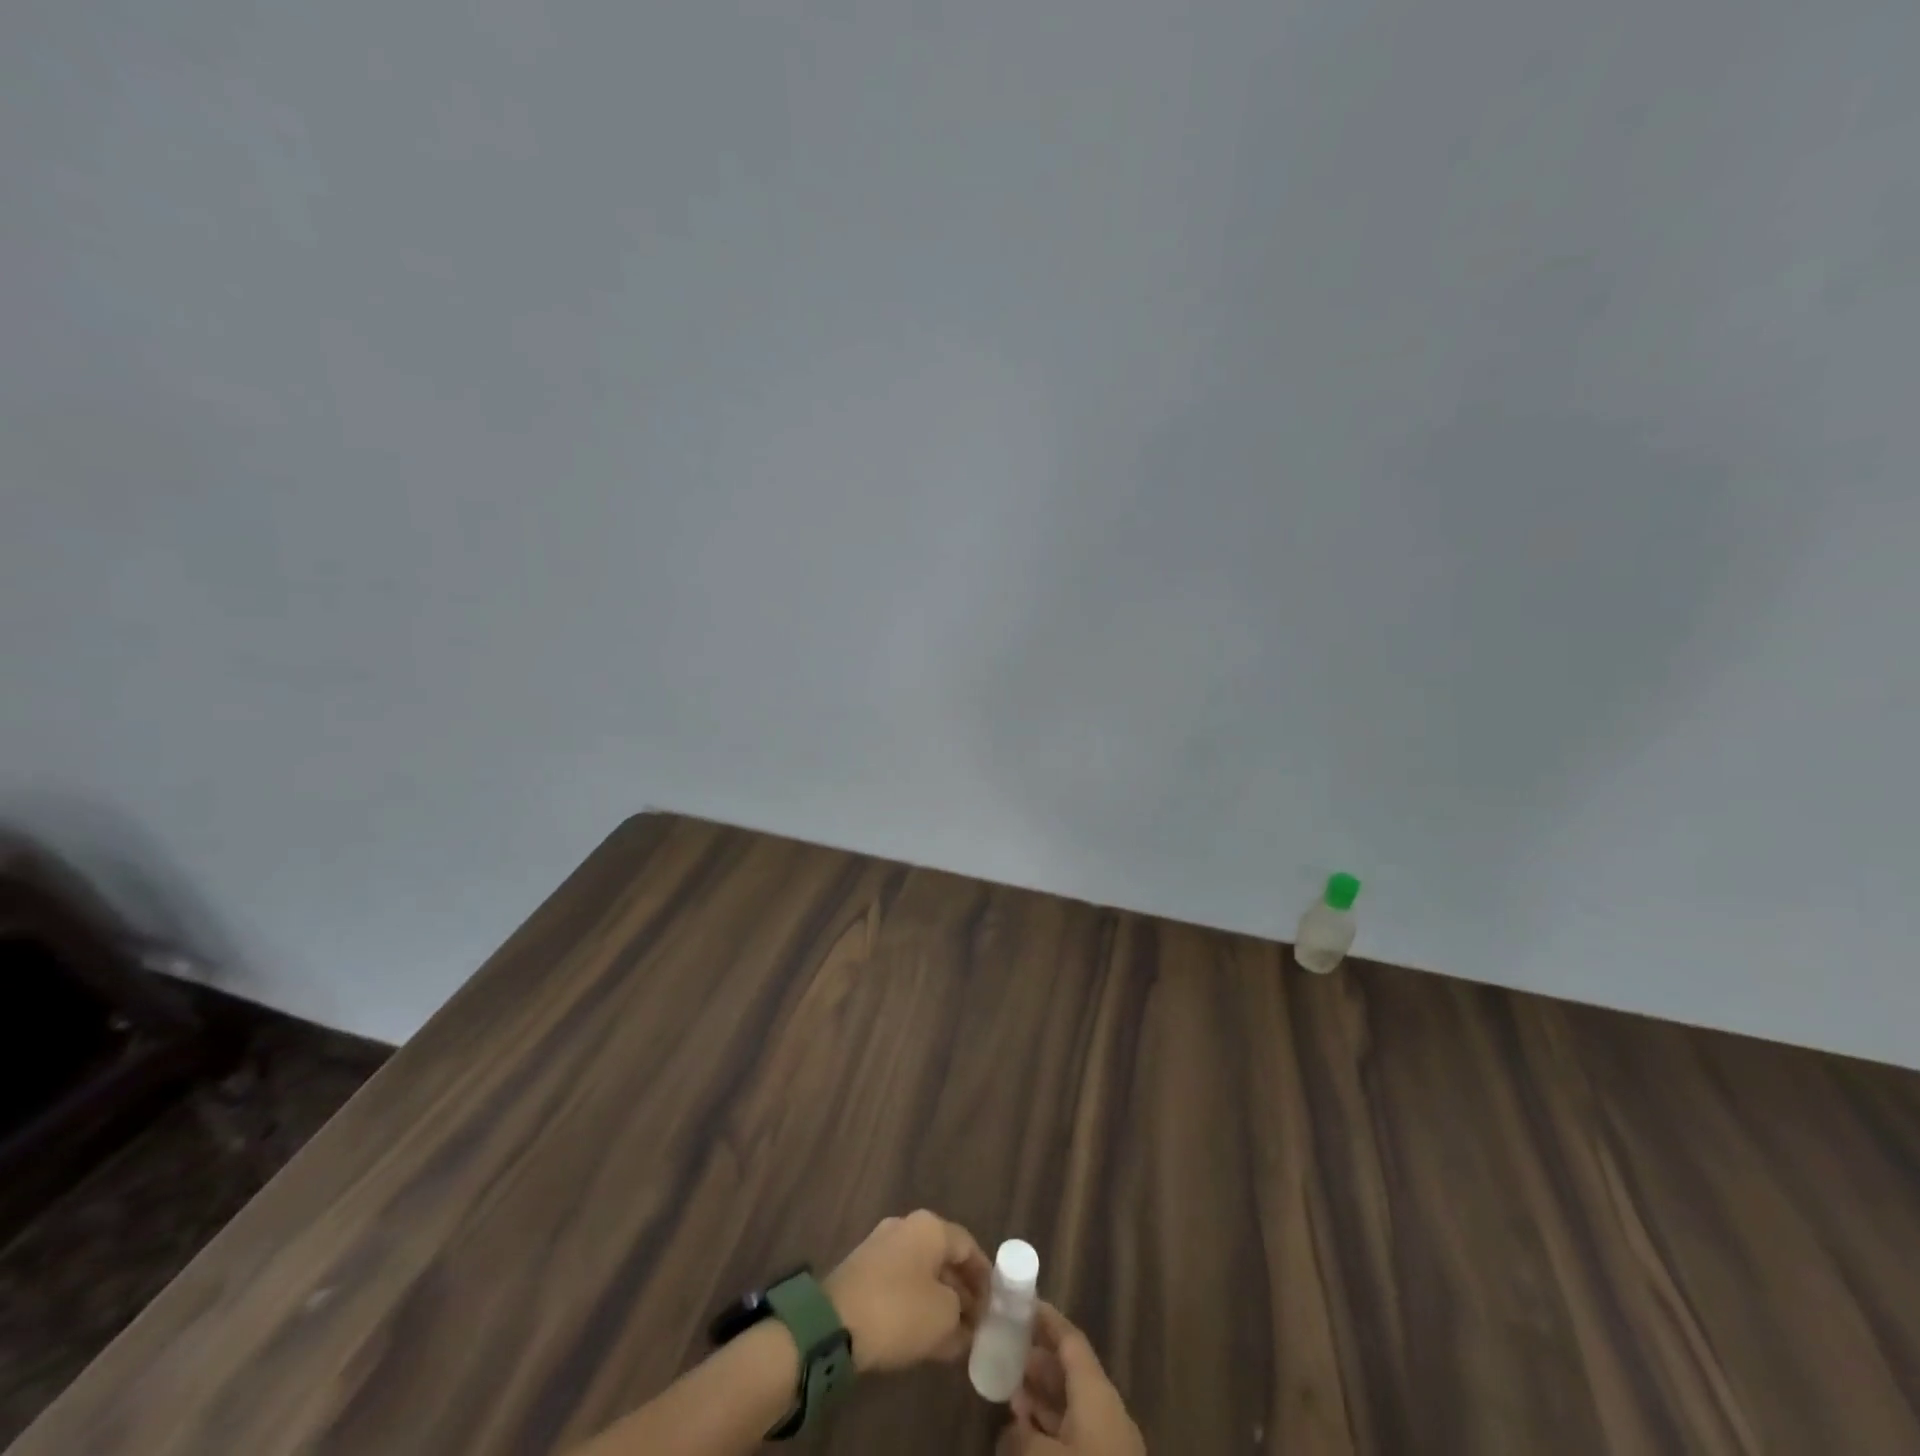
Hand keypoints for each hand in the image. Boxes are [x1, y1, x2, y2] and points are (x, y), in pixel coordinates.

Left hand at [823, 1210, 990, 1373]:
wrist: (833, 1323)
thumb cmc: (899, 1311)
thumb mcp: (944, 1318)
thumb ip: (963, 1316)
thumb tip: (965, 1320)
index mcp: (930, 1227)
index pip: (968, 1246)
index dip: (985, 1277)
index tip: (995, 1307)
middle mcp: (906, 1226)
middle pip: (943, 1257)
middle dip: (961, 1290)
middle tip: (975, 1324)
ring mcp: (880, 1245)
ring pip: (921, 1272)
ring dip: (938, 1299)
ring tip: (952, 1334)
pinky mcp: (862, 1269)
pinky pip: (900, 1283)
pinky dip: (915, 1303)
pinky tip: (922, 1333)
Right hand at [998, 1302, 1145, 1454]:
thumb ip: (1021, 1435)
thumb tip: (1009, 1427)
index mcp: (1096, 1390)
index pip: (1070, 1339)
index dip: (1046, 1319)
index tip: (1020, 1303)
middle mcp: (1105, 1408)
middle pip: (1069, 1371)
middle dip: (1036, 1361)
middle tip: (1004, 1351)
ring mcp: (1108, 1443)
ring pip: (1070, 1406)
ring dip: (1040, 1398)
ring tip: (1007, 1392)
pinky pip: (1073, 1435)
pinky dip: (1049, 1429)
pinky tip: (1025, 1435)